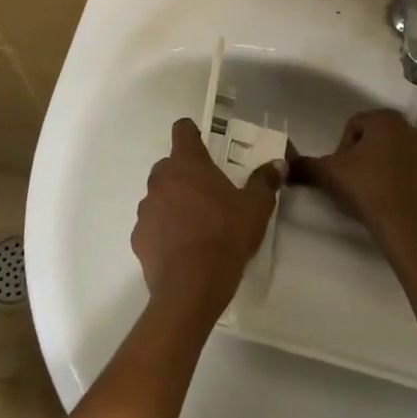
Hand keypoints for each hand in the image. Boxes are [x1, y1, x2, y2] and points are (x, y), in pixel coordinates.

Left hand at [132, 118, 280, 313]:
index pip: (182, 130)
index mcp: (187, 164)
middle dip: (185, 173)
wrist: (191, 287)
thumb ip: (265, 181)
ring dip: (172, 202)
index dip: (192, 133)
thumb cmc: (225, 236)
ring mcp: (146, 208)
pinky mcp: (138, 237)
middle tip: (208, 193)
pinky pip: (152, 224)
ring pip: (159, 195)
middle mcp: (161, 179)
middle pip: (169, 165)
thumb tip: (278, 163)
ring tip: (195, 224)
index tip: (204, 144)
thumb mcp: (256, 208)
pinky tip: (181, 248)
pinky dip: (163, 230)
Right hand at [294, 109, 416, 261]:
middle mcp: (410, 129)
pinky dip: (397, 180)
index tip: (341, 171)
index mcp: (386, 120)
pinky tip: (388, 200)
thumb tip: (284, 163)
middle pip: (374, 138)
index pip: (354, 125)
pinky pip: (409, 172)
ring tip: (369, 192)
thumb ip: (305, 165)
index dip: (341, 148)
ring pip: (392, 154)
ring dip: (379, 167)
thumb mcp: (328, 174)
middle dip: (361, 156)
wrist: (407, 229)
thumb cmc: (367, 190)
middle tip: (352, 181)